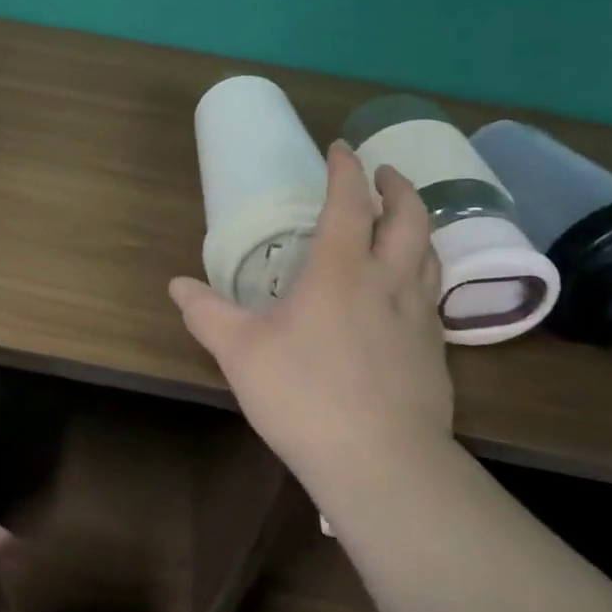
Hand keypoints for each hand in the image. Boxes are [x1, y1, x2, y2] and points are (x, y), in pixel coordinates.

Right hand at [170, 142, 452, 490]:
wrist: (382, 464)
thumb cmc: (304, 396)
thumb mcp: (240, 352)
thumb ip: (206, 313)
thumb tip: (176, 285)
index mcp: (340, 271)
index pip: (349, 203)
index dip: (346, 169)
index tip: (340, 148)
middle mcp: (387, 282)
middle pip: (410, 218)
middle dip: (398, 187)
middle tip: (383, 173)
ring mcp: (419, 317)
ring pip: (430, 253)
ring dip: (418, 226)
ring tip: (401, 222)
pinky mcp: (435, 352)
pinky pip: (432, 294)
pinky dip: (421, 272)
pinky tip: (404, 292)